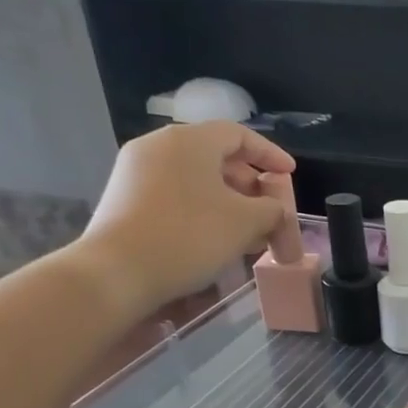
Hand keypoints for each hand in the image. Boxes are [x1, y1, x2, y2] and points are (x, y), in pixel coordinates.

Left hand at [74, 121, 294, 316]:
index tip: (290, 174)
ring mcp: (136, 172)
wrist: (117, 272)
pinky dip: (203, 209)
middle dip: (250, 184)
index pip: (238, 135)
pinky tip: (217, 238)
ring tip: (249, 232)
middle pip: (216, 156)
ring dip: (229, 201)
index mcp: (189, 141)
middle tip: (270, 209)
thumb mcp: (247, 222)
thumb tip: (273, 209)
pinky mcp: (125, 198)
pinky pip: (176, 194)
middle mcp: (159, 147)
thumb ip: (272, 209)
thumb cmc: (190, 236)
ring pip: (196, 178)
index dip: (270, 154)